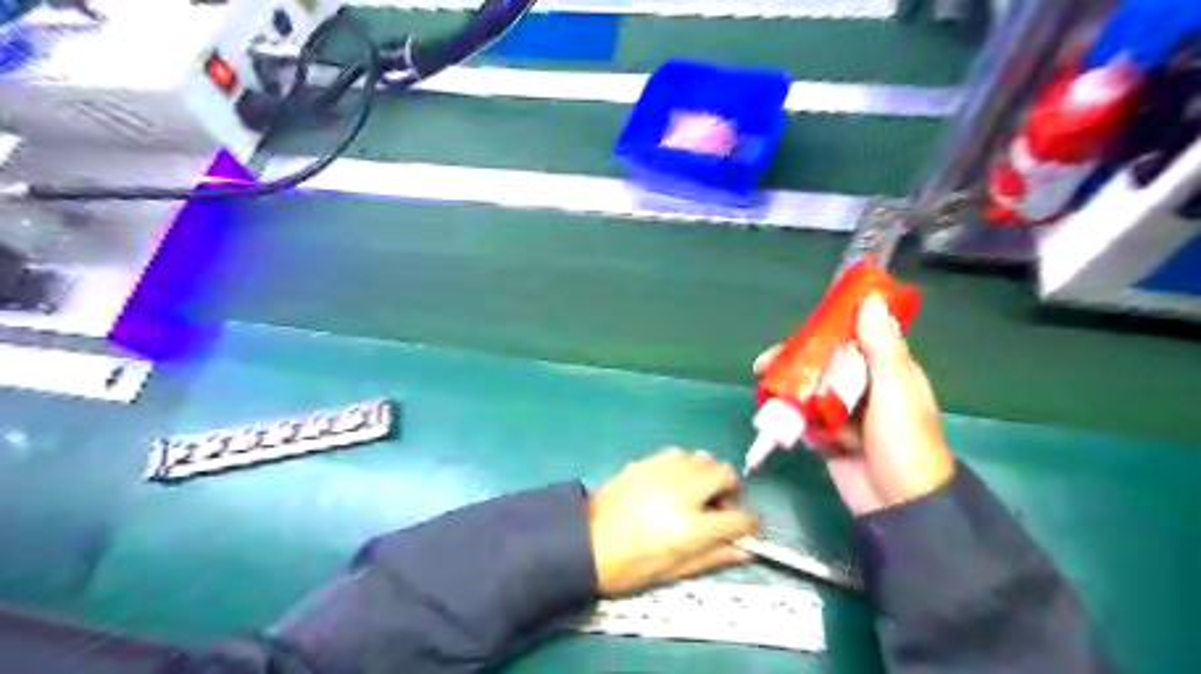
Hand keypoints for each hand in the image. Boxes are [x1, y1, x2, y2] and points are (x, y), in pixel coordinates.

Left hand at [591, 449, 757, 596]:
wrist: (584, 542)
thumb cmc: (628, 566)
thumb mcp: (673, 572)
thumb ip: (712, 557)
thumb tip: (742, 549)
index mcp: (693, 526)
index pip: (741, 518)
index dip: (751, 524)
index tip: (747, 526)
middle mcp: (684, 491)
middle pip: (726, 473)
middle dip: (733, 488)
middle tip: (722, 504)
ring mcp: (664, 471)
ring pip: (703, 457)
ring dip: (709, 472)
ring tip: (698, 491)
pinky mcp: (646, 461)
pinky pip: (678, 453)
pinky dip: (685, 464)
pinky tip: (675, 481)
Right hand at [758, 295, 957, 516]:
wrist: (898, 504)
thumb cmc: (904, 442)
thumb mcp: (896, 391)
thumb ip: (882, 349)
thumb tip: (870, 301)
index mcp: (887, 371)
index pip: (853, 339)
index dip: (824, 331)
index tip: (798, 331)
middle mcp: (864, 388)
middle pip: (823, 365)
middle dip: (793, 363)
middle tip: (764, 365)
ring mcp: (844, 414)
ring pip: (810, 391)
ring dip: (787, 390)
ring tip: (764, 392)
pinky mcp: (828, 436)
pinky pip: (805, 420)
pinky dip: (792, 419)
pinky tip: (778, 420)